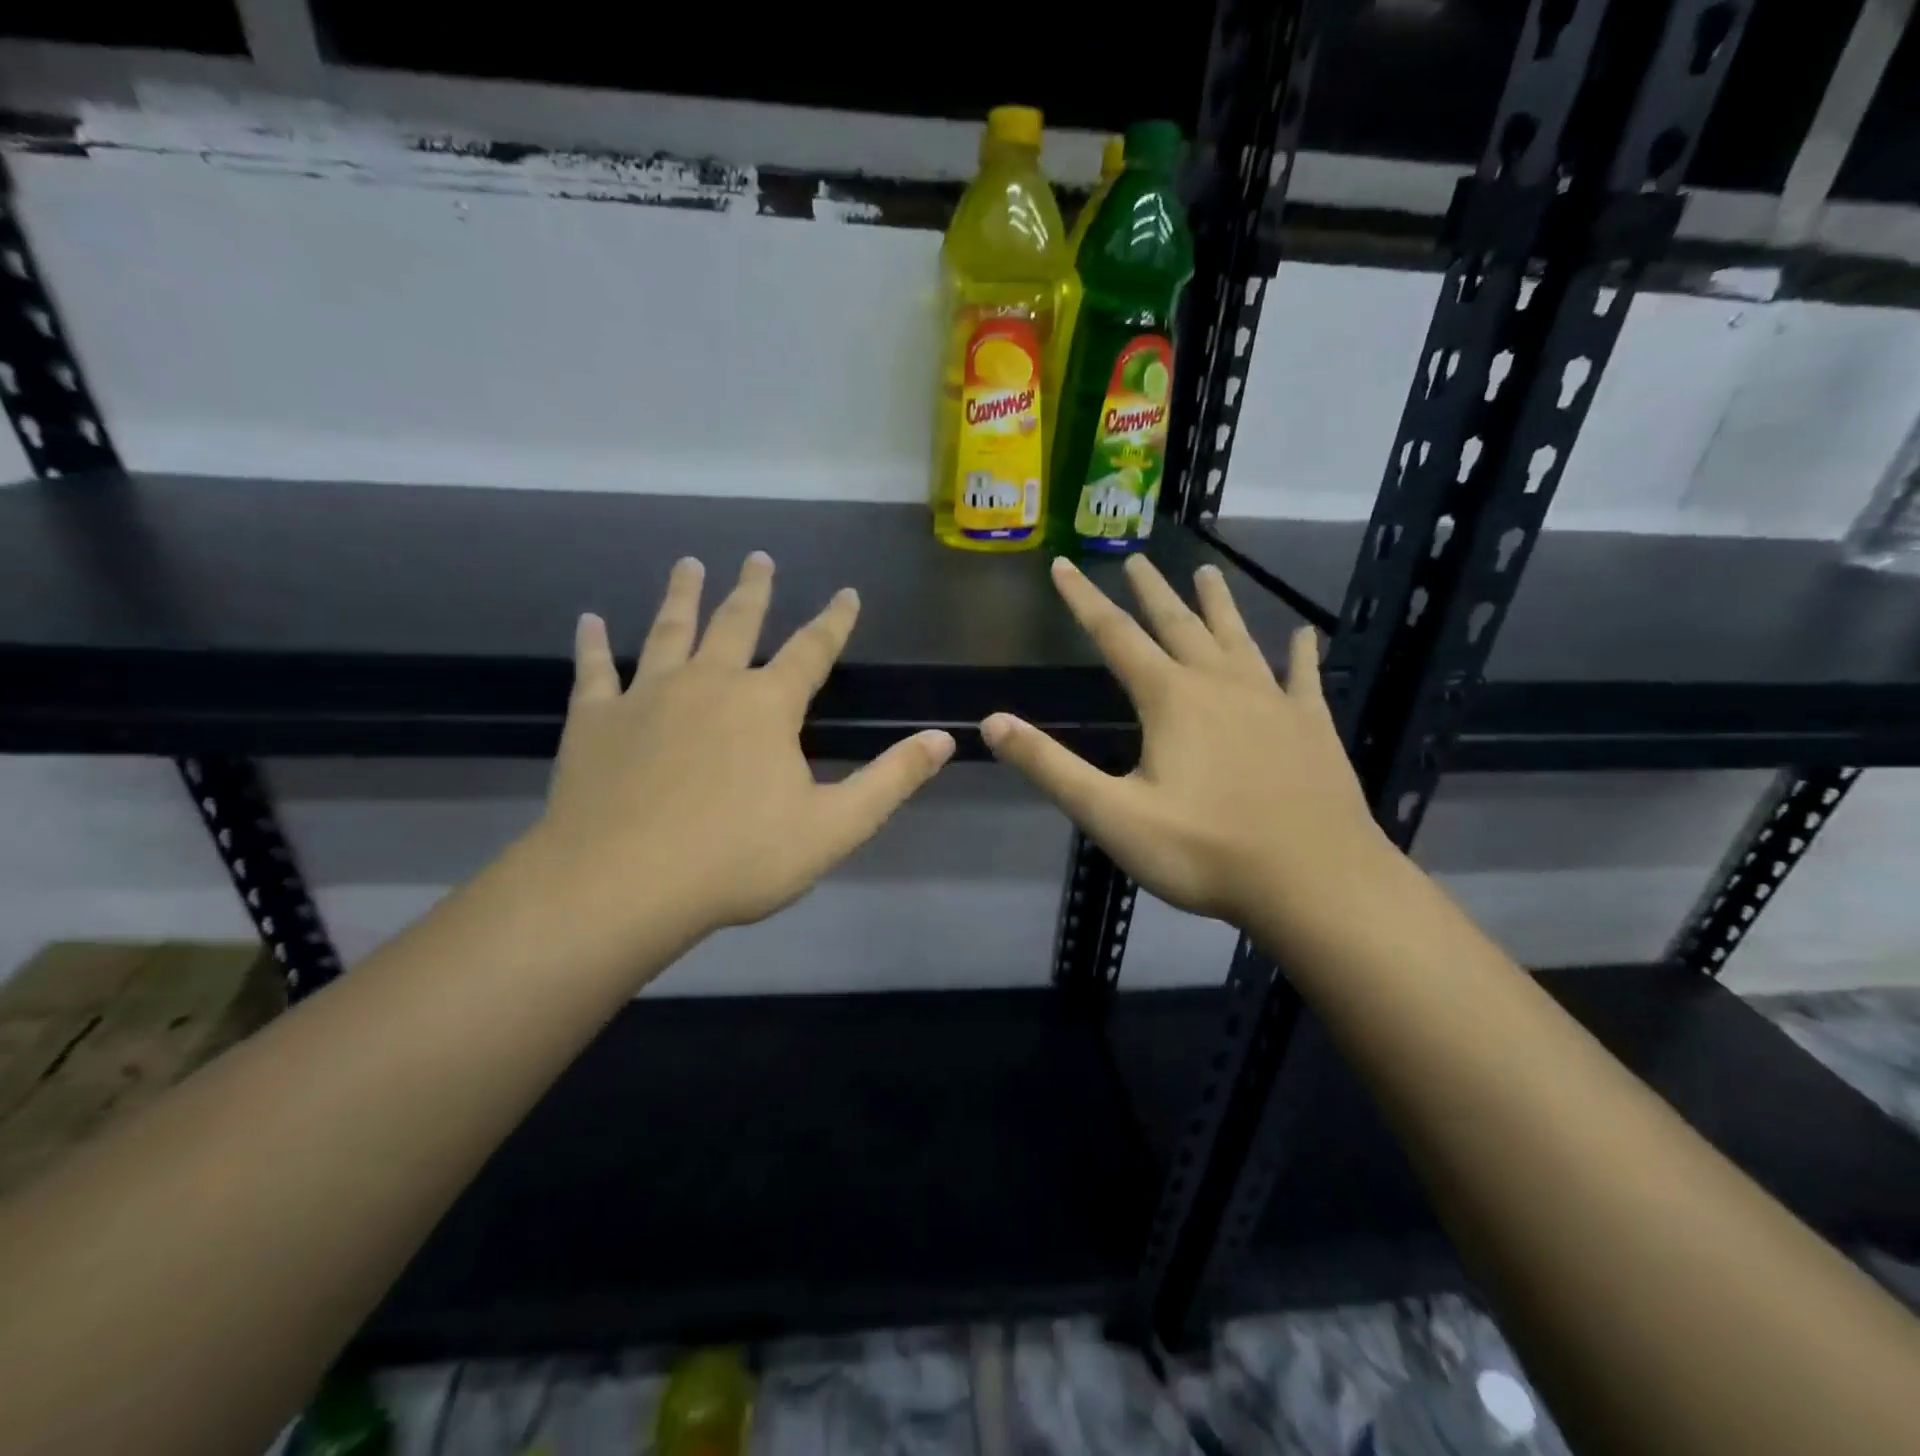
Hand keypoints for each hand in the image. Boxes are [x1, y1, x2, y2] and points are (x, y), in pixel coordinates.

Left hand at [530, 553, 954, 952]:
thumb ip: (891, 779)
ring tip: (689, 564)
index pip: (812, 650)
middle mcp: (709, 684)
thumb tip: (944, 738)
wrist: (623, 886)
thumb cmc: (738, 859)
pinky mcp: (596, 721)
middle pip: (736, 623)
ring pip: (669, 631)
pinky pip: (594, 671)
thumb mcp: (834, 826)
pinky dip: (592, 645)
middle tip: (758, 557)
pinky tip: (588, 621)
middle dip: (753, 590)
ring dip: (681, 595)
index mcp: (767, 706)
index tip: (846, 592)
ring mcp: (647, 696)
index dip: (834, 621)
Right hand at [981, 555, 1385, 926]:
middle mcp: (1218, 684)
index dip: (1082, 599)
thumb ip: (1050, 766)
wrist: (1314, 881)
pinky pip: (1302, 677)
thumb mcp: (1111, 815)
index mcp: (1169, 699)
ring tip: (1207, 572)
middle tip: (1136, 559)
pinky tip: (1303, 635)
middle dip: (1151, 590)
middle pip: (1177, 623)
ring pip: (1237, 637)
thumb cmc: (1203, 850)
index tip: (1063, 565)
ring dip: (1218, 603)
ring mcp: (1271, 701)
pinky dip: (1299, 653)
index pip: (1114, 635)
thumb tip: (992, 722)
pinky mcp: (1311, 725)